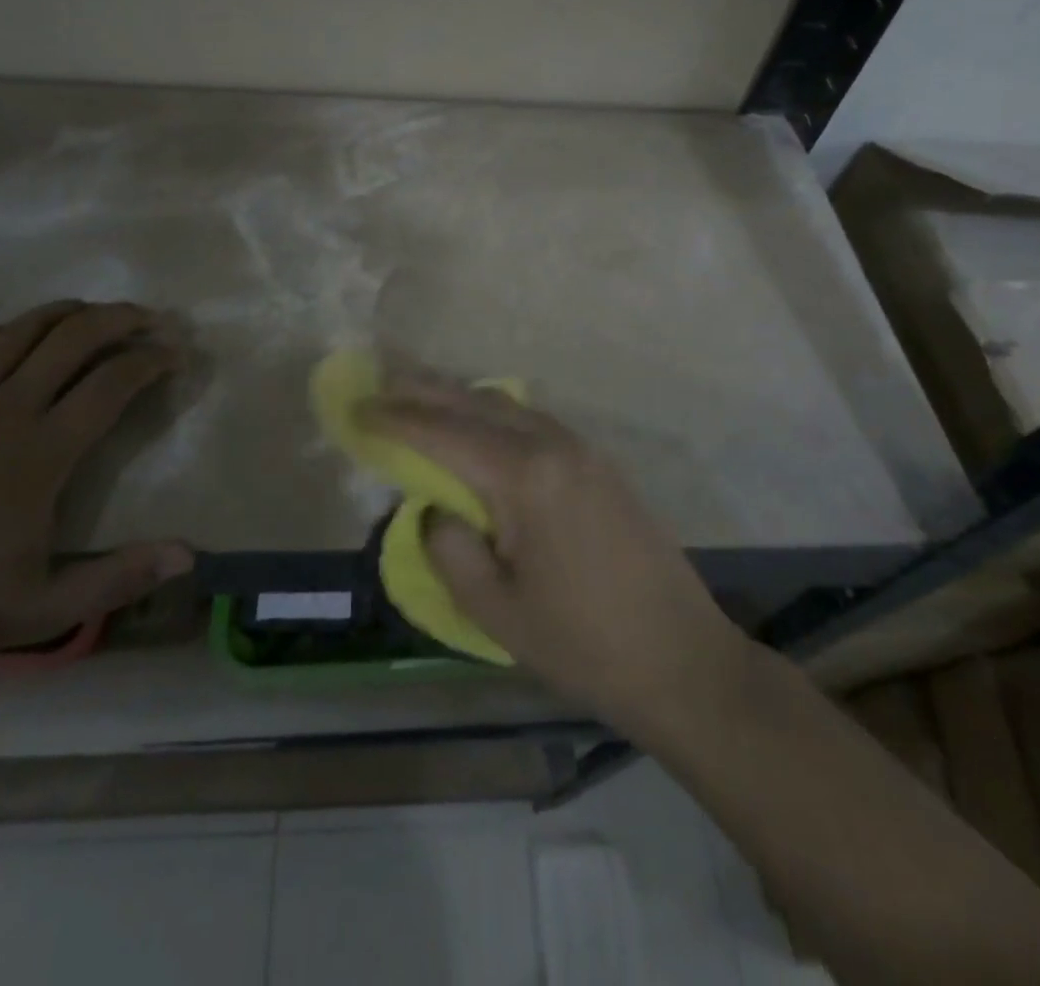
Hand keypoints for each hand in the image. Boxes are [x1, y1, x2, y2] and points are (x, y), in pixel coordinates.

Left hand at [0, 300, 193, 683]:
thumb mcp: (44, 608)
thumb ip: (119, 577)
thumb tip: (188, 555)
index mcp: (42, 452)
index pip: (112, 383)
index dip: (151, 360)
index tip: (174, 355)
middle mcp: (4, 410)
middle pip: (73, 338)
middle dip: (120, 318)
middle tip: (149, 319)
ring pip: (20, 330)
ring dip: (67, 313)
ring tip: (94, 314)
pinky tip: (12, 338)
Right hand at [361, 374, 748, 734]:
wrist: (683, 659)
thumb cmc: (584, 645)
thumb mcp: (496, 611)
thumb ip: (451, 549)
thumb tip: (439, 510)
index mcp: (524, 476)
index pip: (443, 433)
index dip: (395, 419)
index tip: (356, 407)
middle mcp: (554, 445)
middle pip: (475, 403)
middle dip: (424, 389)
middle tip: (380, 379)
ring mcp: (583, 450)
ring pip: (507, 406)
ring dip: (460, 397)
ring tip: (421, 396)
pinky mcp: (600, 464)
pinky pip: (533, 421)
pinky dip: (494, 414)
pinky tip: (480, 427)